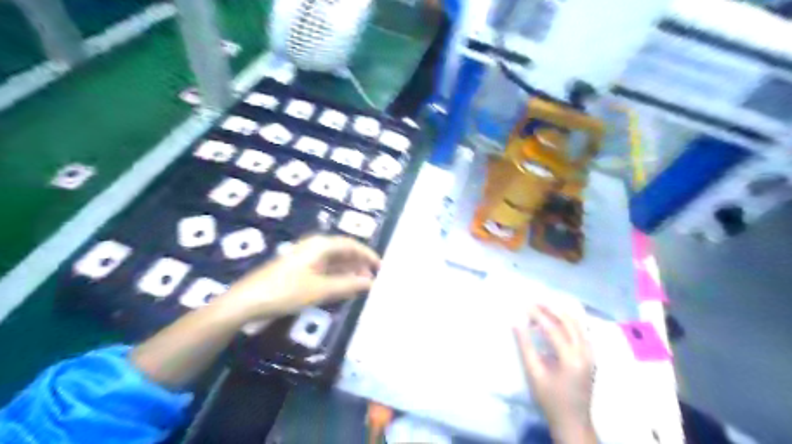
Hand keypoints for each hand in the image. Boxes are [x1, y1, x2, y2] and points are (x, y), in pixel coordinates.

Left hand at [219, 236, 379, 318]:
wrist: (247, 302)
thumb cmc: (286, 291)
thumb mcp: (320, 290)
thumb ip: (347, 285)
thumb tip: (370, 282)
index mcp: (320, 245)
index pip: (350, 244)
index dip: (367, 254)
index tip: (381, 267)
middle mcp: (314, 247)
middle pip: (343, 251)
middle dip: (359, 263)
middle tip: (373, 278)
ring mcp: (305, 259)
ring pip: (334, 261)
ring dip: (349, 271)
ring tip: (362, 284)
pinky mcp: (298, 270)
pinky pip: (324, 270)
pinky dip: (336, 277)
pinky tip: (343, 287)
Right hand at [514, 307, 593, 442]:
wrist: (573, 421)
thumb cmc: (550, 399)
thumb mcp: (534, 373)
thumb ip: (525, 346)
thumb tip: (515, 322)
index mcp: (571, 359)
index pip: (554, 328)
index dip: (538, 315)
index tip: (523, 305)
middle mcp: (586, 353)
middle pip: (569, 321)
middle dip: (550, 309)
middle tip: (533, 302)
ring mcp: (591, 354)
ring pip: (577, 324)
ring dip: (559, 313)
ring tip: (542, 308)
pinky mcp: (591, 356)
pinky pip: (581, 331)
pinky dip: (567, 321)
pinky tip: (555, 320)